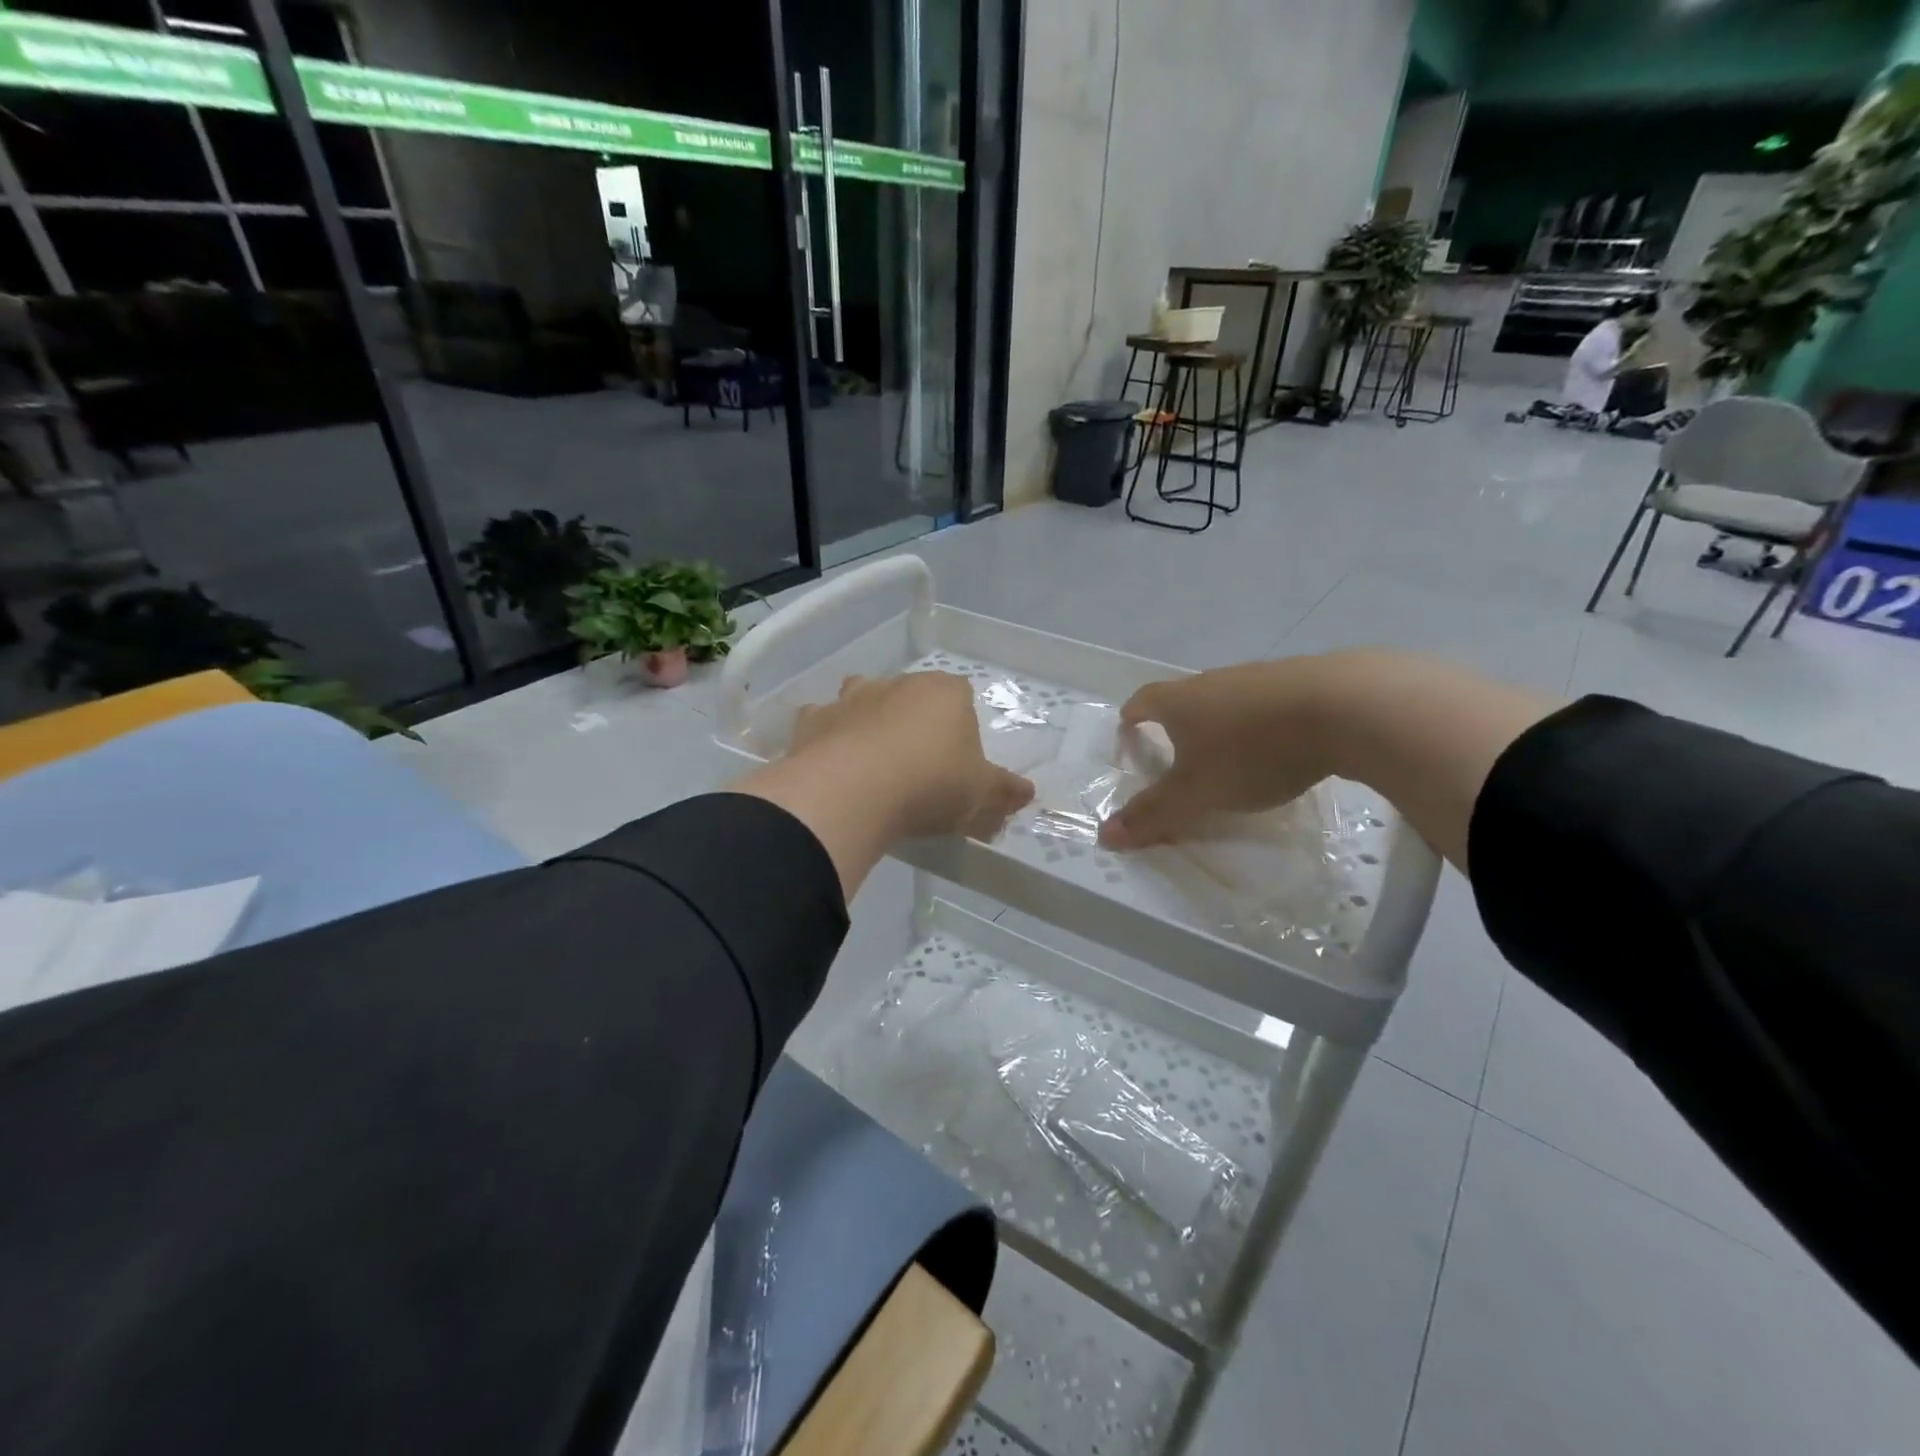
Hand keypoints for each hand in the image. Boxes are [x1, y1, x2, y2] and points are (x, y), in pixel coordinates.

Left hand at [790, 673, 1034, 840]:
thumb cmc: (930, 784)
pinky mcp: (812, 721)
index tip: (958, 762)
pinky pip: (823, 725)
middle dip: (915, 723)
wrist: (852, 792)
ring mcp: (850, 698)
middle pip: (911, 696)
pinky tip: (832, 768)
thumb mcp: (980, 795)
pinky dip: (828, 740)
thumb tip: (1026, 793)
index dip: (961, 727)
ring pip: (863, 700)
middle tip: (918, 768)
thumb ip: (1005, 792)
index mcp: (945, 692)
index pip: (961, 696)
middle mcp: (897, 684)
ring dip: (868, 722)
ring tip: (872, 765)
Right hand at [1098, 651, 1555, 870]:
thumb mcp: (1196, 793)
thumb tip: (1104, 836)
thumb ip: (1152, 814)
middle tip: (1178, 753)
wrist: (1343, 708)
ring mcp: (1260, 677)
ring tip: (1231, 757)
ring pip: (1229, 700)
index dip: (1132, 717)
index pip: (1143, 701)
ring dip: (1223, 724)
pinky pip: (1269, 704)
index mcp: (1180, 700)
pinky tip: (1280, 749)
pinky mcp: (1303, 681)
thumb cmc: (1251, 751)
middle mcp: (1215, 680)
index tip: (1129, 731)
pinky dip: (1263, 724)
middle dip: (1178, 723)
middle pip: (1185, 698)